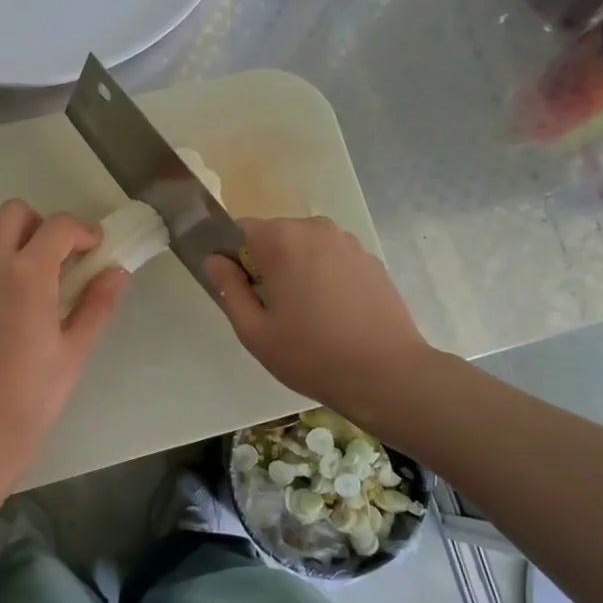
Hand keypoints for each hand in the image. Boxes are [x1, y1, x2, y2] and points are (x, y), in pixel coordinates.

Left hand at [0, 200, 127, 467]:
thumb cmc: (35, 394)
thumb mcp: (75, 349)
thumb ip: (97, 303)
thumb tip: (116, 272)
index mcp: (26, 276)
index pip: (57, 226)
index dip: (82, 230)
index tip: (94, 249)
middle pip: (12, 213)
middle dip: (41, 225)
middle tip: (59, 258)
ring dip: (14, 242)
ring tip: (32, 279)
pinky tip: (4, 305)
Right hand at [205, 217, 430, 422]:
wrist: (387, 374)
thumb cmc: (311, 354)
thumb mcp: (255, 331)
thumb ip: (229, 288)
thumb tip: (215, 260)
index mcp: (282, 239)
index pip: (239, 230)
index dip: (231, 257)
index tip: (239, 291)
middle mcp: (316, 228)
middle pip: (274, 237)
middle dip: (266, 264)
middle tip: (271, 310)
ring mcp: (348, 242)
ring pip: (305, 247)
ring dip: (296, 270)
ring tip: (305, 315)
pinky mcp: (370, 260)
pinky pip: (332, 259)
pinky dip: (324, 277)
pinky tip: (333, 314)